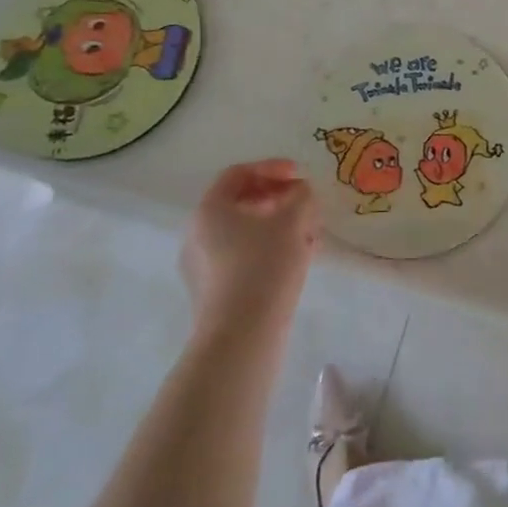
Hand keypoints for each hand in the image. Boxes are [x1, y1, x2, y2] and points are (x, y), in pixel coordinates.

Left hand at [183, 159, 322, 333]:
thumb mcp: (293, 221)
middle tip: (306, 206)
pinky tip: (298, 262)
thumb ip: (301, 196)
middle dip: (279, 200)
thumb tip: (301, 193)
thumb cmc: (264, 267)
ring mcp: (202, 267)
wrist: (241, 337)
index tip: (300, 175)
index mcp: (209, 210)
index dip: (272, 168)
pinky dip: (269, 251)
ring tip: (310, 237)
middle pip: (241, 204)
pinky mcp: (213, 294)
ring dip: (279, 227)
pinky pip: (243, 259)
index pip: (238, 174)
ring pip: (245, 234)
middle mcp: (197, 234)